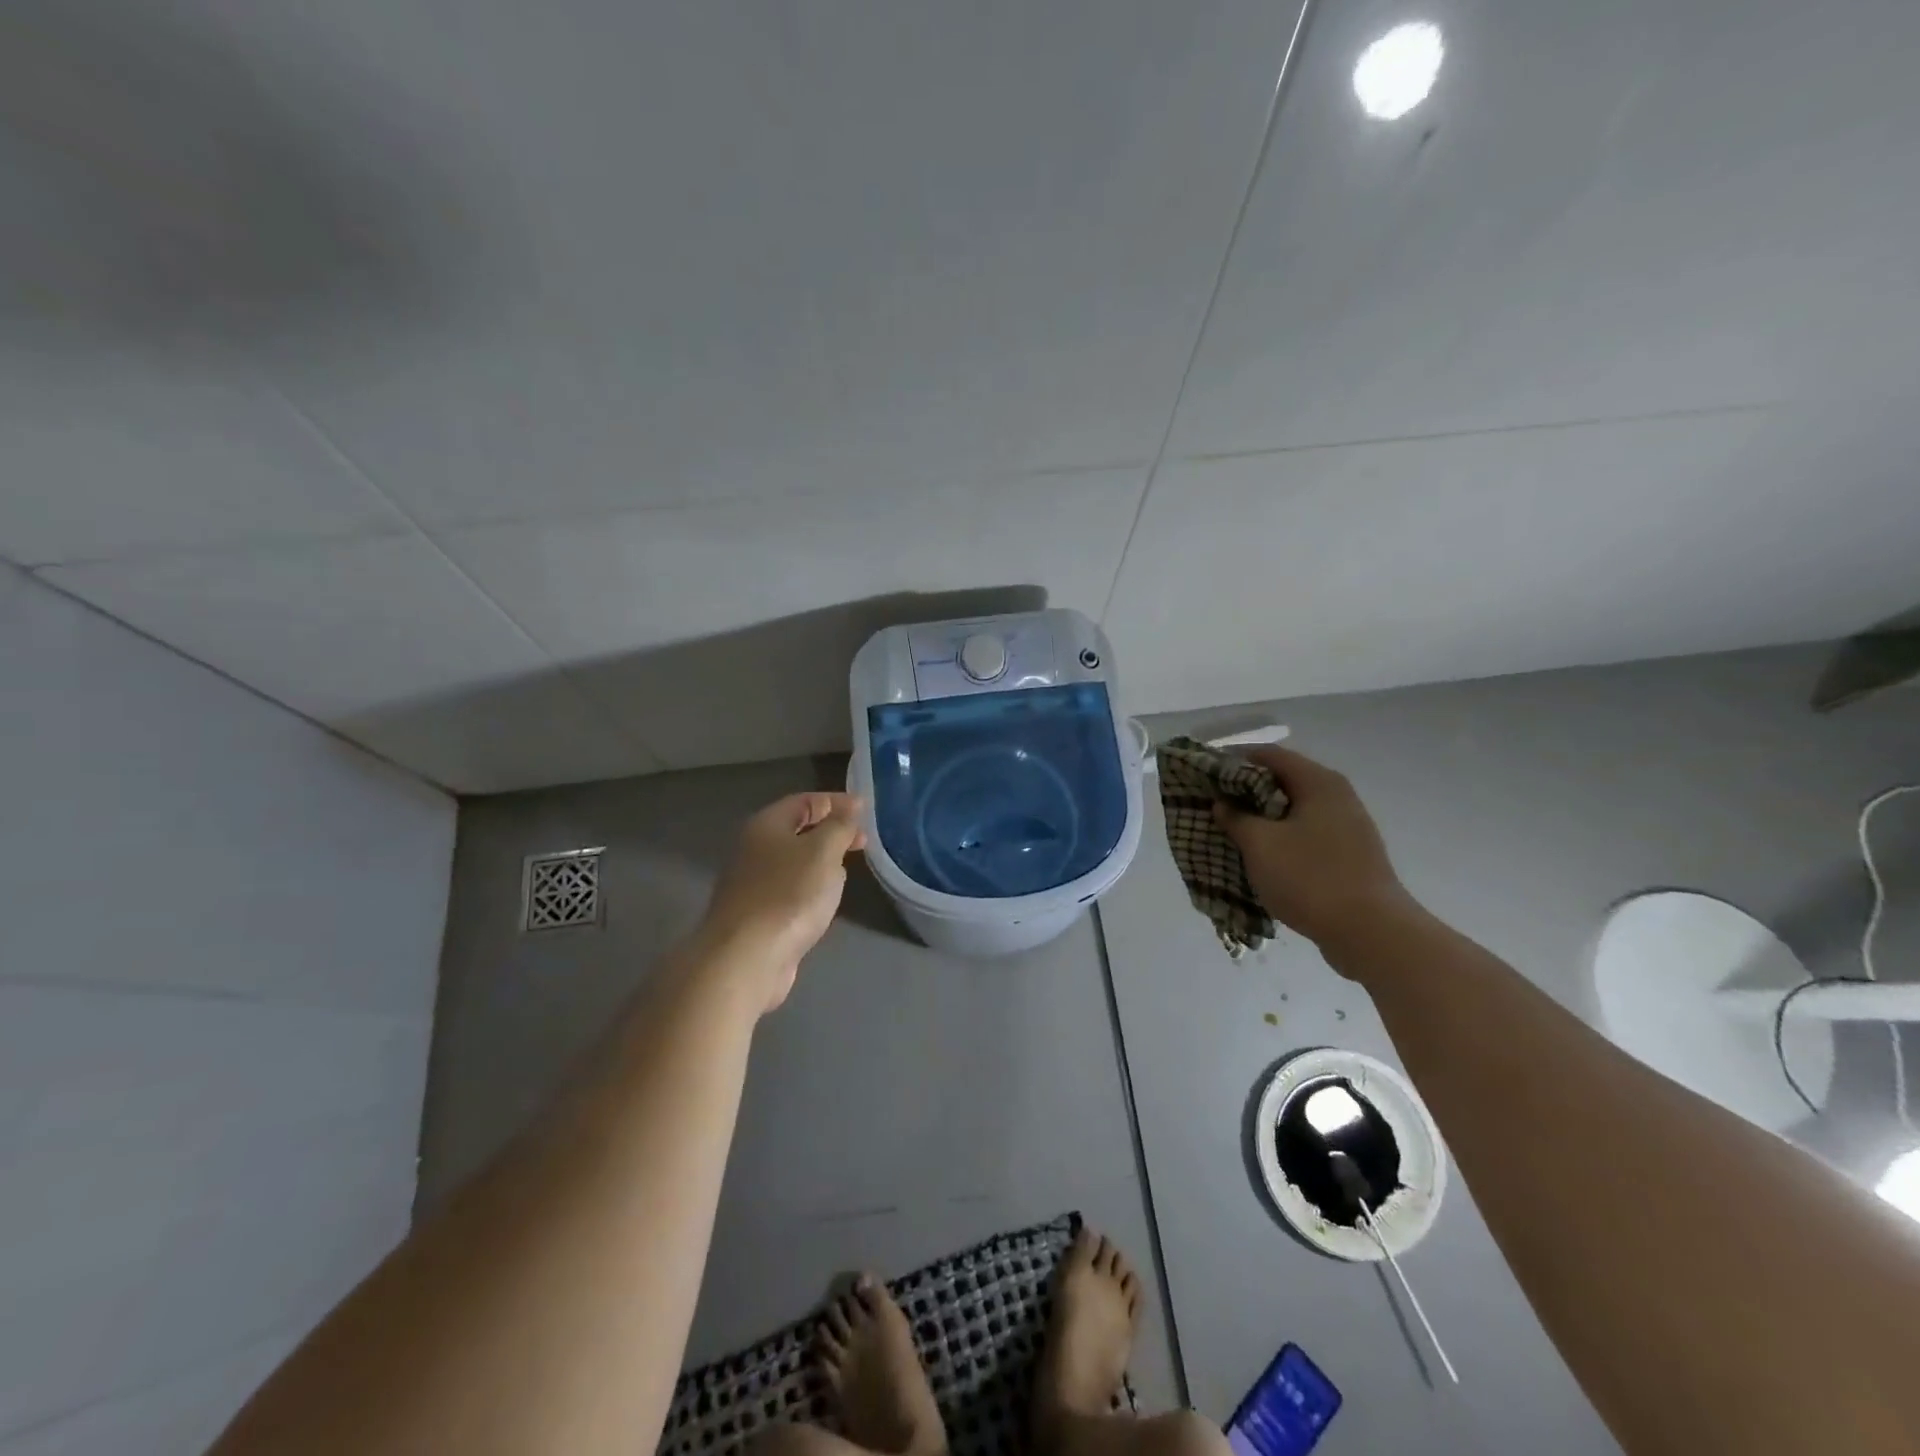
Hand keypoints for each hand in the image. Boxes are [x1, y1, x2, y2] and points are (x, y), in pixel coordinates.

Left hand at [698, 792, 866, 1012]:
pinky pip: (790, 889)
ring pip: (795, 861)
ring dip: (822, 861)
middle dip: (832, 832)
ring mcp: (753, 883)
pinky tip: (825, 900)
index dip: (836, 801)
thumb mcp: (823, 851)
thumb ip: (840, 826)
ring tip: (848, 868)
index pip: (804, 801)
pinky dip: (811, 887)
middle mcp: (754, 849)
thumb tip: (850, 807)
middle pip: (797, 830)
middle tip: (862, 842)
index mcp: (766, 825)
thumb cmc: (788, 895)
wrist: (746, 958)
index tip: (866, 810)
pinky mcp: (757, 914)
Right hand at [1213, 746, 1418, 952]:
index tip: (1205, 773)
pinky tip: (1261, 857)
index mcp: (1318, 783)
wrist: (1371, 933)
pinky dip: (1281, 839)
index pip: (1269, 755)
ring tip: (1231, 831)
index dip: (1234, 760)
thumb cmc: (1310, 877)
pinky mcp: (1350, 856)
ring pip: (1294, 811)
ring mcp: (1348, 827)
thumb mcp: (1260, 845)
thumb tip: (1223, 804)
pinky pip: (1306, 835)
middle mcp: (1337, 797)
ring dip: (1262, 818)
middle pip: (1283, 781)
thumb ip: (1236, 818)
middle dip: (1245, 791)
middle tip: (1213, 804)